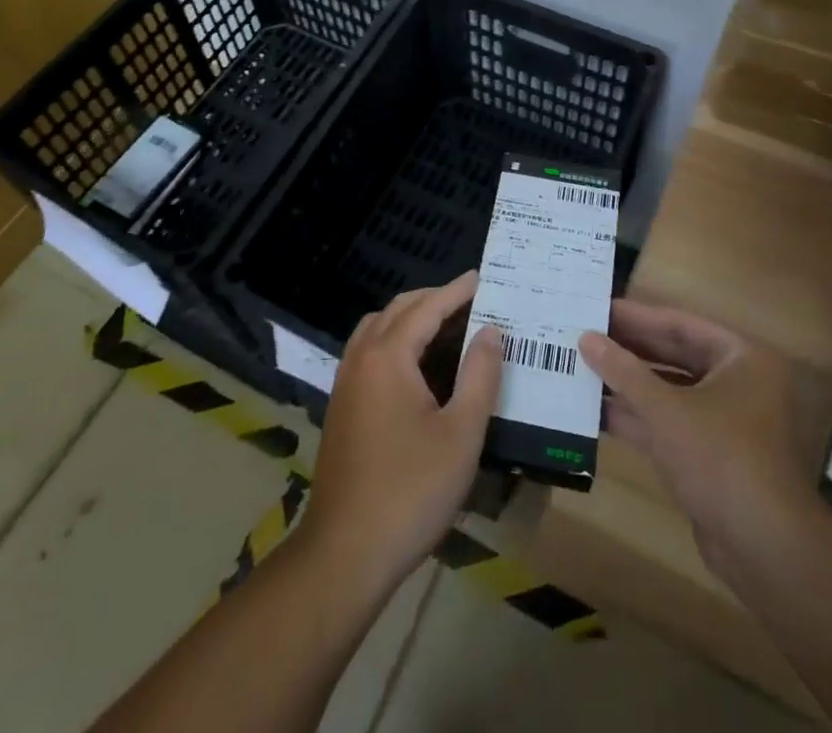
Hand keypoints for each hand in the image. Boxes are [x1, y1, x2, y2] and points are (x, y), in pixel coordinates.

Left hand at [298, 272, 502, 593]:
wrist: (344, 553)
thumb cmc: (410, 490)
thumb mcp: (461, 433)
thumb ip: (479, 375)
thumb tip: (490, 331)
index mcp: (388, 356)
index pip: (427, 307)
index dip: (457, 291)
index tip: (483, 277)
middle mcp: (361, 358)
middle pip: (398, 310)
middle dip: (434, 299)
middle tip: (471, 302)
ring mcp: (345, 382)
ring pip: (378, 329)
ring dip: (411, 318)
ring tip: (448, 328)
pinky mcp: (341, 407)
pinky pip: (369, 352)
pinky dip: (395, 341)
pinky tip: (418, 367)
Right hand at [580, 301, 815, 579]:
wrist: (765, 549)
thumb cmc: (720, 458)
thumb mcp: (666, 409)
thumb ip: (624, 371)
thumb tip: (586, 338)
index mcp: (740, 358)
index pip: (679, 324)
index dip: (636, 317)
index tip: (597, 309)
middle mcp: (737, 383)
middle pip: (674, 356)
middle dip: (629, 351)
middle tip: (584, 337)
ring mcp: (725, 422)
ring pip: (669, 392)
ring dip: (629, 386)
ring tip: (582, 370)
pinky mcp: (711, 457)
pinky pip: (670, 424)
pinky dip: (638, 419)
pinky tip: (597, 413)